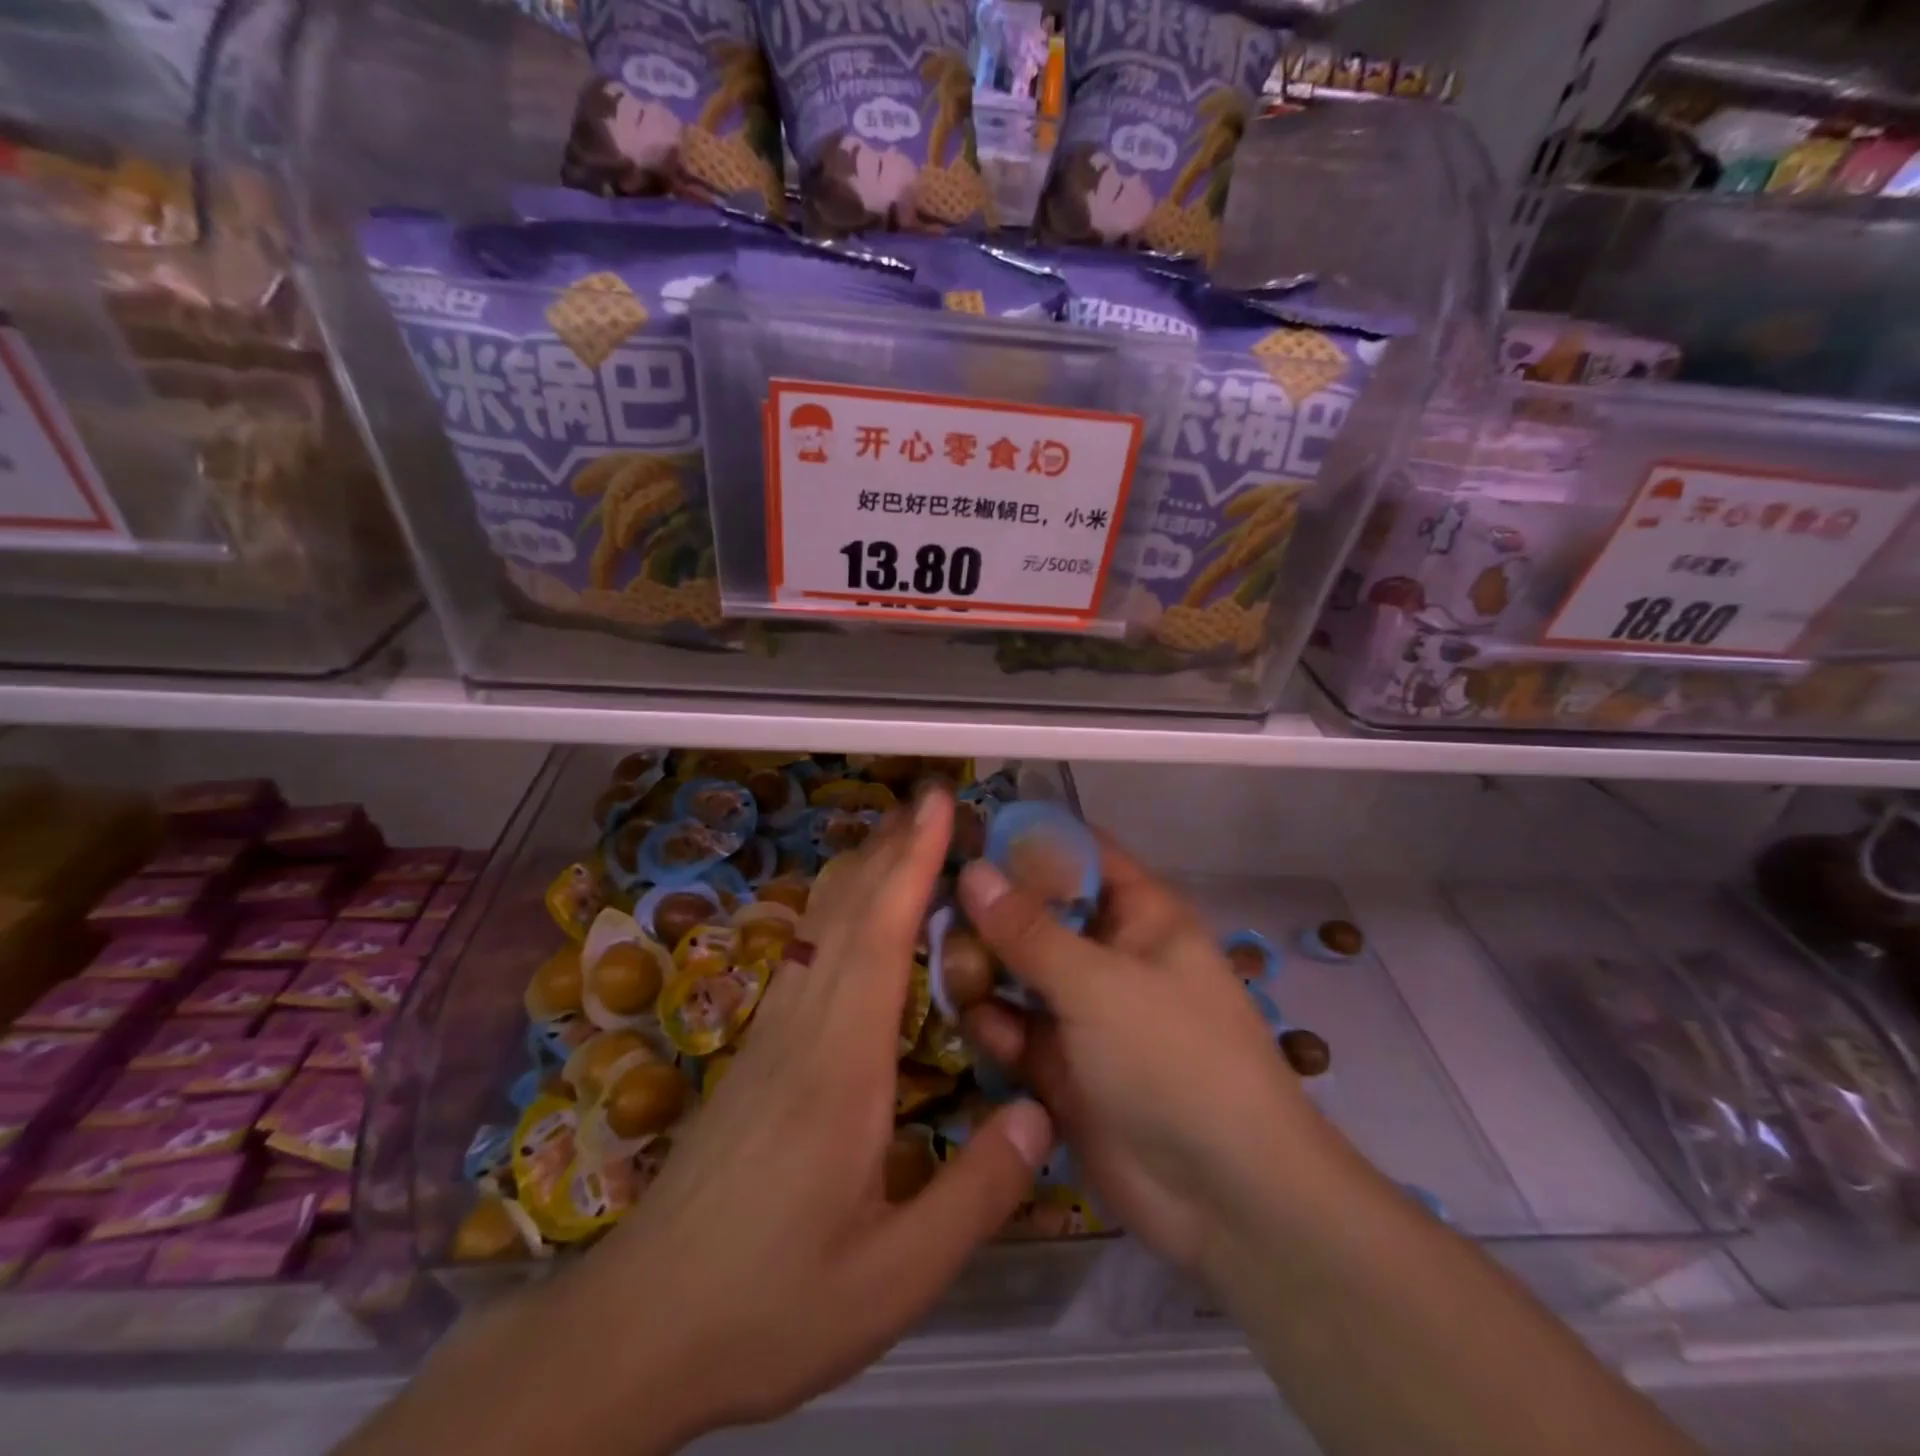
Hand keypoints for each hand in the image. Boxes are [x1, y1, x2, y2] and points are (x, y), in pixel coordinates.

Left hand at [558, 789, 1051, 1444]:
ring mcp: (772, 1034)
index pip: (880, 936)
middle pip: (847, 911)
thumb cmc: (772, 1303)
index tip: (938, 805)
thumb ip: (975, 1194)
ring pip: (821, 925)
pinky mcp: (757, 1051)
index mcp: (841, 1065)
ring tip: (904, 834)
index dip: (911, 862)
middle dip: (892, 845)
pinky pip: (807, 955)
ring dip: (864, 870)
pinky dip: (841, 910)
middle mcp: (803, 1028)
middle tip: (934, 799)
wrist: (640, 1325)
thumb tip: (1042, 1112)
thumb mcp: (893, 1276)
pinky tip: (856, 914)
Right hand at [958, 836, 1323, 1274]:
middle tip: (935, 911)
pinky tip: (981, 1029)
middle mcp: (1109, 954)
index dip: (1025, 840)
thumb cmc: (1175, 1060)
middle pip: (1037, 913)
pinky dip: (995, 1025)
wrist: (1227, 1200)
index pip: (1079, 853)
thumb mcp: (1100, 985)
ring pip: (1017, 971)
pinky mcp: (1062, 1064)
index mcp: (1140, 915)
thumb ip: (1029, 930)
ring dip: (984, 971)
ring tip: (952, 974)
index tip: (961, 837)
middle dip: (990, 913)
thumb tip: (972, 871)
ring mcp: (1084, 1011)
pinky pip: (1015, 1028)